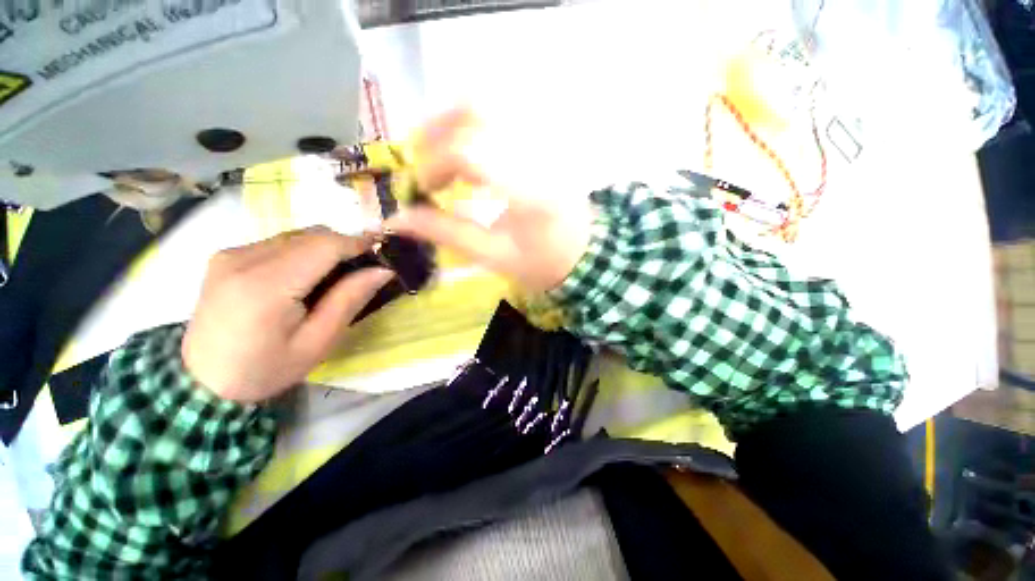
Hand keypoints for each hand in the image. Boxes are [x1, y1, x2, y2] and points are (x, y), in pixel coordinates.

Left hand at [182, 227, 393, 402]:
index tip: (378, 250)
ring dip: (309, 251)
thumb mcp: (310, 349)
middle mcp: (245, 257)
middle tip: (350, 273)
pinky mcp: (222, 254)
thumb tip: (380, 270)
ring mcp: (230, 252)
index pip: (323, 245)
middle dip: (334, 247)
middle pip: (305, 235)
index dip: (355, 242)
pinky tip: (282, 284)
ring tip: (313, 283)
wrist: (205, 381)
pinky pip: (265, 244)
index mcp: (267, 286)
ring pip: (286, 236)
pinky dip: (284, 255)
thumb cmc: (261, 373)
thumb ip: (344, 304)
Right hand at [384, 108, 593, 291]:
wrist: (590, 253)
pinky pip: (503, 109)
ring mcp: (544, 138)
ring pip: (491, 100)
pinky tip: (462, 140)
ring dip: (453, 115)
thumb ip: (443, 232)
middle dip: (437, 125)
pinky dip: (473, 117)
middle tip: (418, 151)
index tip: (423, 187)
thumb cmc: (543, 262)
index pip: (470, 151)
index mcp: (529, 190)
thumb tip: (395, 218)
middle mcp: (538, 152)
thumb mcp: (493, 256)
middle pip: (479, 108)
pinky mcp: (544, 134)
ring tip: (435, 143)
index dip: (434, 163)